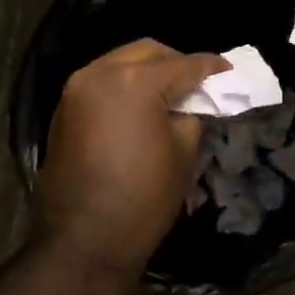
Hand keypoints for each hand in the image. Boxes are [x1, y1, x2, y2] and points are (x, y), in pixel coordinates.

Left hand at [35, 40, 229, 277]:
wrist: (82, 242)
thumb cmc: (143, 198)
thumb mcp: (184, 152)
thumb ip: (193, 114)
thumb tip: (194, 102)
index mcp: (135, 82)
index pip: (184, 65)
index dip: (212, 67)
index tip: (230, 71)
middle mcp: (101, 73)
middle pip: (149, 52)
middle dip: (177, 63)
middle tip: (199, 84)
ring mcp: (76, 89)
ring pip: (121, 62)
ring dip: (148, 71)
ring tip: (170, 94)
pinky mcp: (64, 109)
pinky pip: (102, 81)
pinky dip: (124, 85)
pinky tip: (141, 106)